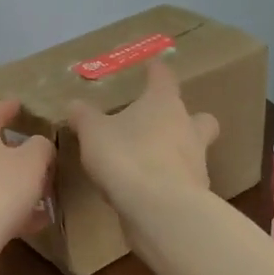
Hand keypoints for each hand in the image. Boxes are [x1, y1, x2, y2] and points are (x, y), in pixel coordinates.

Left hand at [0, 99, 55, 263]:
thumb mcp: (31, 162)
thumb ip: (41, 147)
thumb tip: (39, 144)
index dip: (12, 107)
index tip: (25, 106)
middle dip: (19, 149)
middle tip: (44, 152)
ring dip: (18, 183)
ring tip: (47, 189)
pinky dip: (13, 209)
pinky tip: (37, 221)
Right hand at [66, 61, 218, 210]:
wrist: (161, 209)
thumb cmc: (127, 156)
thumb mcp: (93, 133)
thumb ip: (84, 117)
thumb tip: (75, 105)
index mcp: (164, 104)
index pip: (163, 78)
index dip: (156, 70)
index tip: (151, 65)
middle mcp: (188, 128)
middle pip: (198, 116)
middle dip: (186, 118)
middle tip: (163, 124)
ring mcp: (197, 162)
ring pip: (194, 150)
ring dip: (176, 153)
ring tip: (148, 162)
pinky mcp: (196, 194)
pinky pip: (183, 180)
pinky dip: (169, 182)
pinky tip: (147, 191)